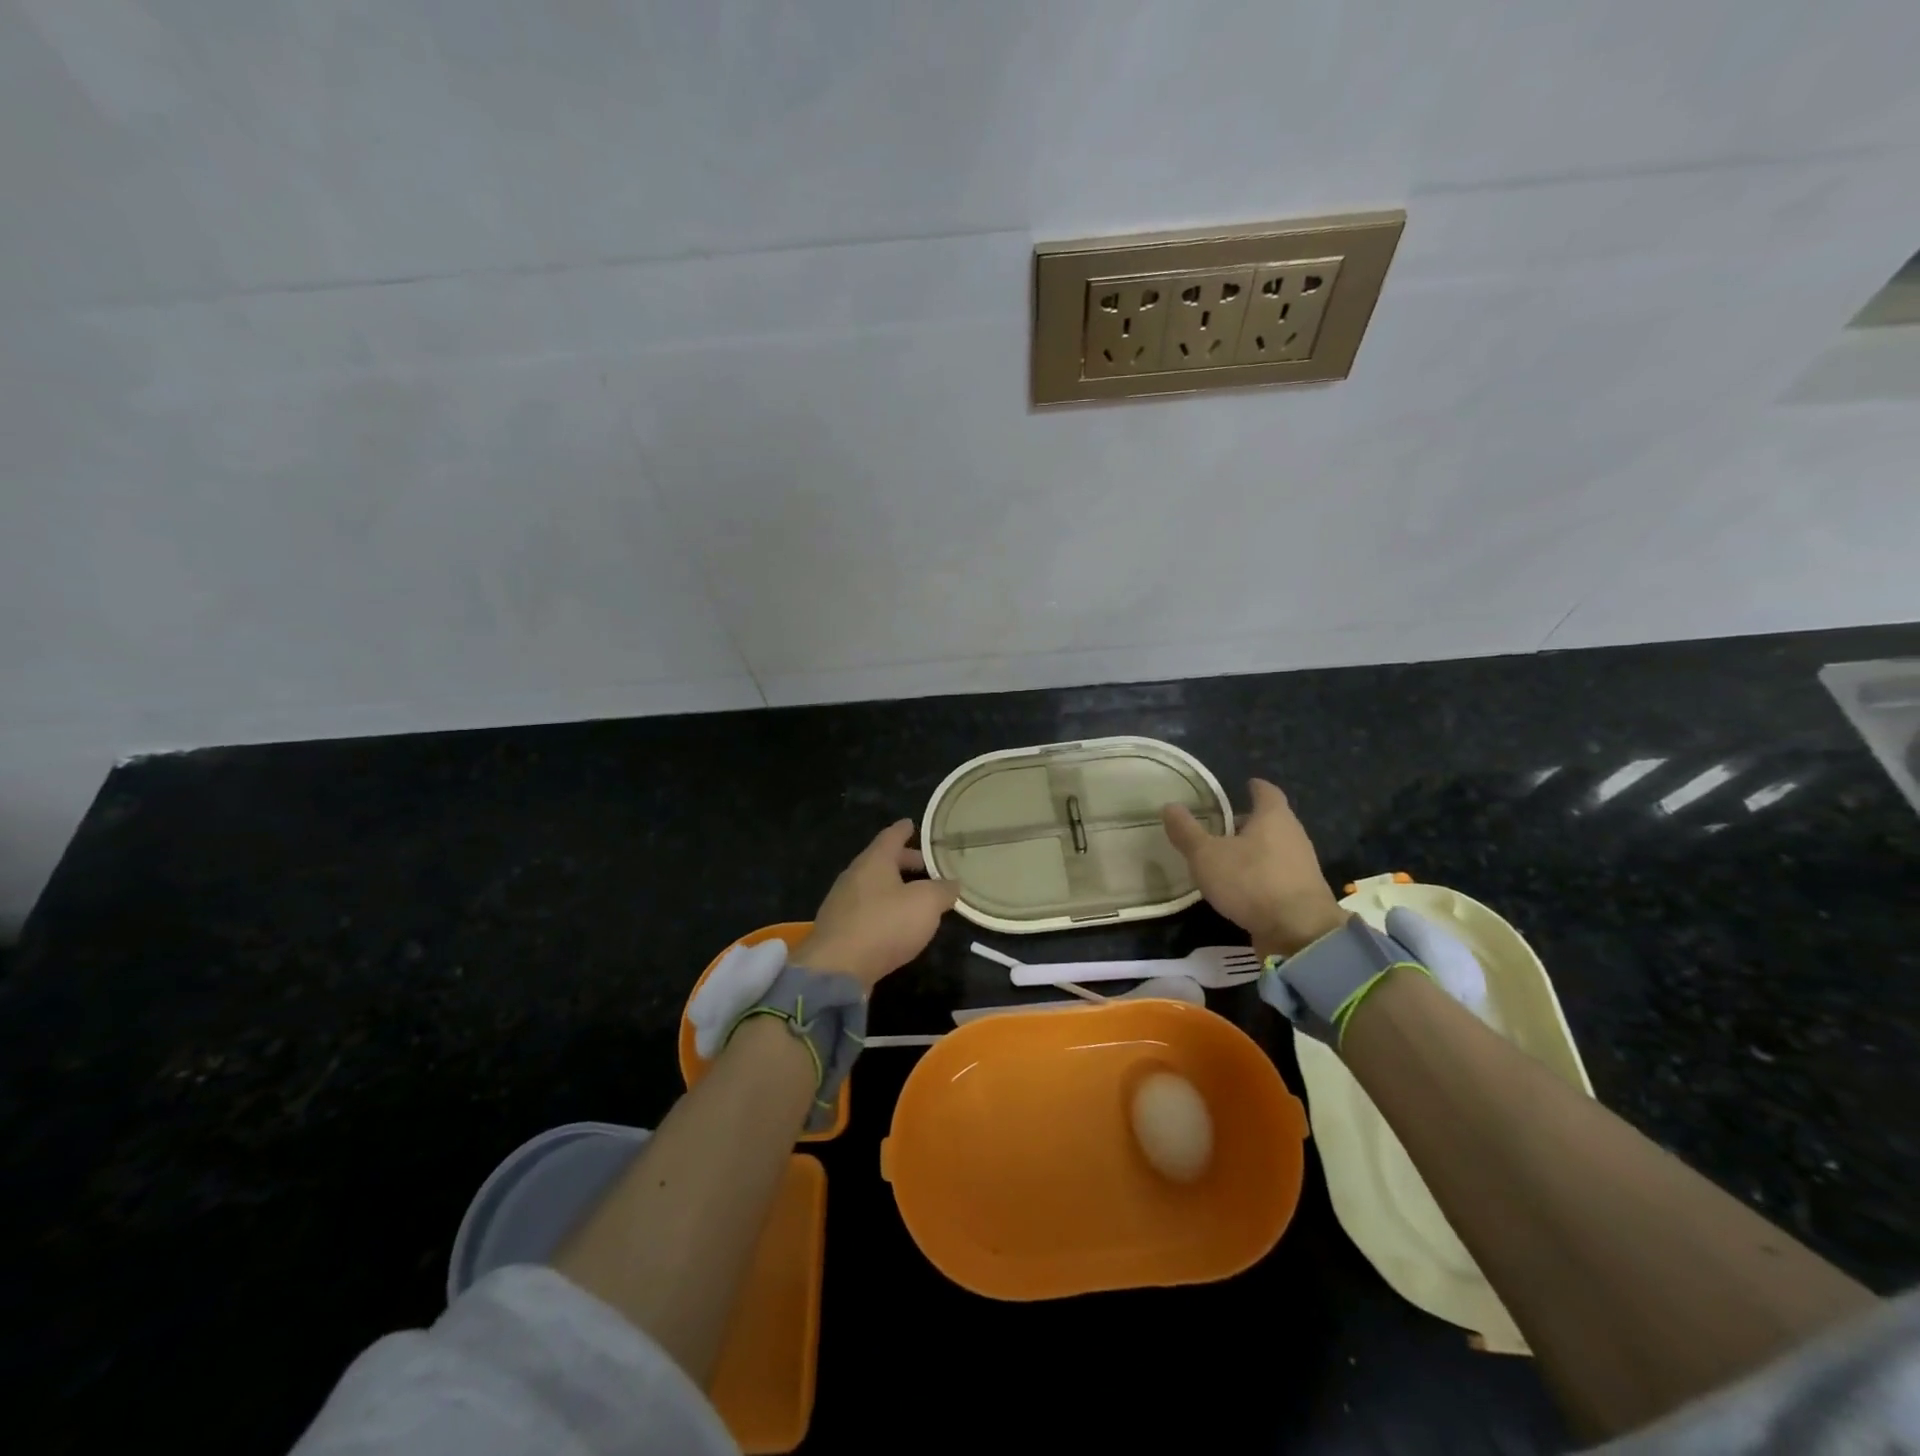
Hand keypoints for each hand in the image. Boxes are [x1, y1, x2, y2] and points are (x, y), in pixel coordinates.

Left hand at [796, 820, 958, 989]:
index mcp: (874, 861)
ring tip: (917, 897)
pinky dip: (884, 909)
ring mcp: (842, 903)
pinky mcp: (839, 929)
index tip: (913, 824)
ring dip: (895, 888)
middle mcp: (854, 875)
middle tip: (927, 866)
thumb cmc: (884, 925)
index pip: (891, 836)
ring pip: (874, 886)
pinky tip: (896, 924)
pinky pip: (866, 909)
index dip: (905, 830)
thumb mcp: (926, 903)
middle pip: (882, 861)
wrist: (836, 969)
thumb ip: (942, 890)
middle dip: (905, 862)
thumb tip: (952, 883)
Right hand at [1162, 778, 1347, 955]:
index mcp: (1274, 817)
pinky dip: (1261, 874)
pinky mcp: (1302, 893)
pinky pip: (1278, 874)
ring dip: (1255, 850)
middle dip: (1250, 821)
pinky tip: (1242, 886)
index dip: (1255, 787)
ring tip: (1228, 857)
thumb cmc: (1251, 882)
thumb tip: (1169, 805)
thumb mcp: (1207, 855)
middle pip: (1272, 821)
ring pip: (1275, 848)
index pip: (1266, 792)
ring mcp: (1302, 866)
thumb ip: (1187, 831)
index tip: (1245, 784)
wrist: (1300, 933)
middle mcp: (1293, 836)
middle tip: (1224, 824)